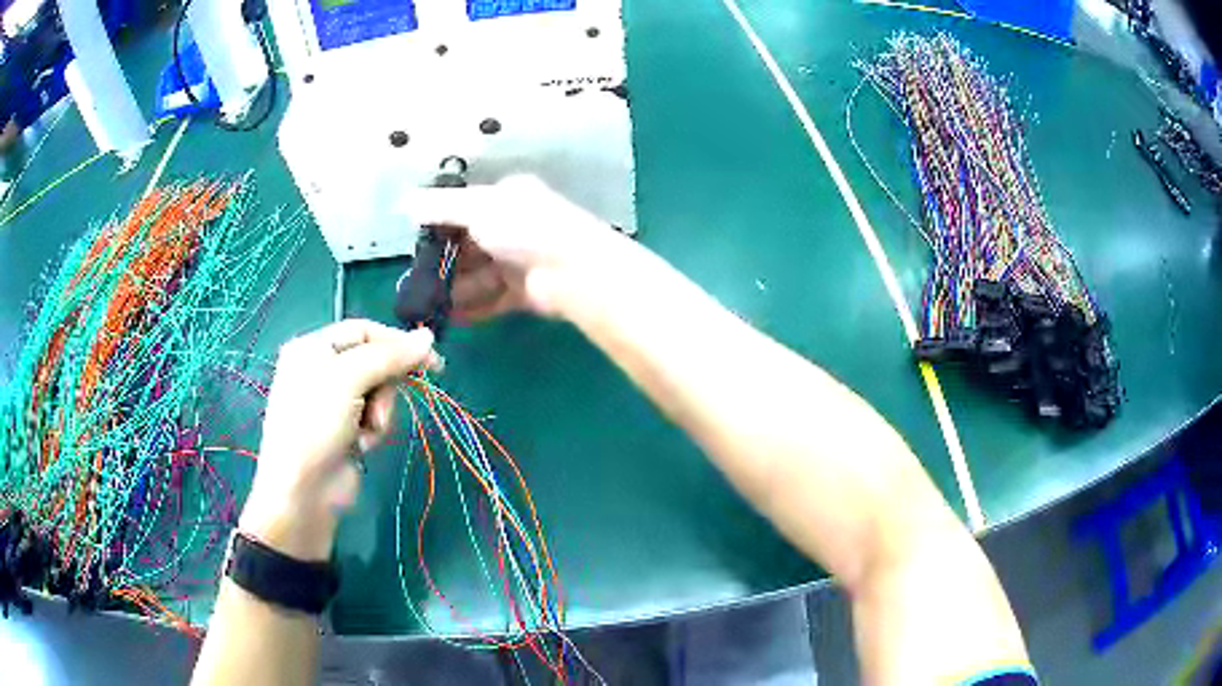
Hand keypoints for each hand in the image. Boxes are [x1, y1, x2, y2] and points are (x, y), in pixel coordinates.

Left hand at [239, 320, 438, 560]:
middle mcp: (322, 370)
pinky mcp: (344, 429)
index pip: (363, 330)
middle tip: (382, 406)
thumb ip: (390, 355)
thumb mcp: (349, 379)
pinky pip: (373, 417)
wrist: (303, 490)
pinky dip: (373, 430)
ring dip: (380, 412)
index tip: (431, 360)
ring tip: (367, 432)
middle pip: (374, 361)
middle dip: (384, 386)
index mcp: (313, 347)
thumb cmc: (316, 424)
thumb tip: (428, 337)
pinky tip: (361, 445)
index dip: (396, 342)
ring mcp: (333, 402)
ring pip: (378, 392)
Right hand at [408, 175, 626, 320]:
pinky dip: (473, 308)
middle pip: (470, 246)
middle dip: (443, 264)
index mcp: (507, 198)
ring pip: (479, 276)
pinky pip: (493, 300)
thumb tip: (403, 201)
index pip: (464, 210)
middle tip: (415, 282)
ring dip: (454, 289)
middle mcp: (514, 227)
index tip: (414, 246)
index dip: (438, 226)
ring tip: (426, 304)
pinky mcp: (526, 293)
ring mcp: (521, 262)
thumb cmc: (524, 228)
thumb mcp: (477, 208)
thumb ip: (439, 207)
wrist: (575, 272)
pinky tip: (449, 317)